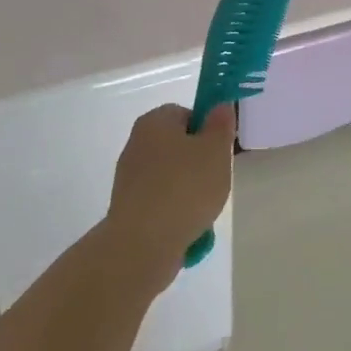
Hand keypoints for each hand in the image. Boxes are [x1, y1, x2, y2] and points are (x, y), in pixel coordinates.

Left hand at [105, 103, 234, 279]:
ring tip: (204, 209)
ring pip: (172, 176)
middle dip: (200, 163)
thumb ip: (221, 125)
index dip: (207, 129)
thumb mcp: (215, 150)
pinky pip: (161, 202)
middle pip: (178, 146)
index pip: (186, 113)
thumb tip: (220, 106)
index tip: (221, 151)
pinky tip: (188, 227)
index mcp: (155, 122)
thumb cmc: (185, 188)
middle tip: (217, 179)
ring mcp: (130, 178)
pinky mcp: (129, 208)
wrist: (143, 244)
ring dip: (190, 190)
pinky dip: (176, 211)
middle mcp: (137, 144)